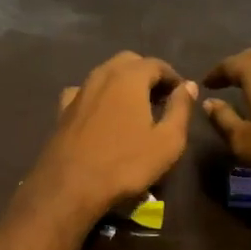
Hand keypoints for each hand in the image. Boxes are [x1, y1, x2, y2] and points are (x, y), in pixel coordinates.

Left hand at [19, 52, 197, 221]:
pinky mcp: (62, 110)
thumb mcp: (167, 141)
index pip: (156, 64)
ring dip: (123, 84)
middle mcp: (101, 75)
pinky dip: (99, 97)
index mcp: (129, 77)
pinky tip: (102, 114)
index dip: (173, 78)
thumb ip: (180, 109)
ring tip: (135, 109)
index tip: (182, 96)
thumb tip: (188, 86)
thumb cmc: (125, 164)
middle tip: (160, 99)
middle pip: (128, 62)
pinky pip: (85, 93)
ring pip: (105, 75)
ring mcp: (79, 92)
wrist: (69, 187)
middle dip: (147, 75)